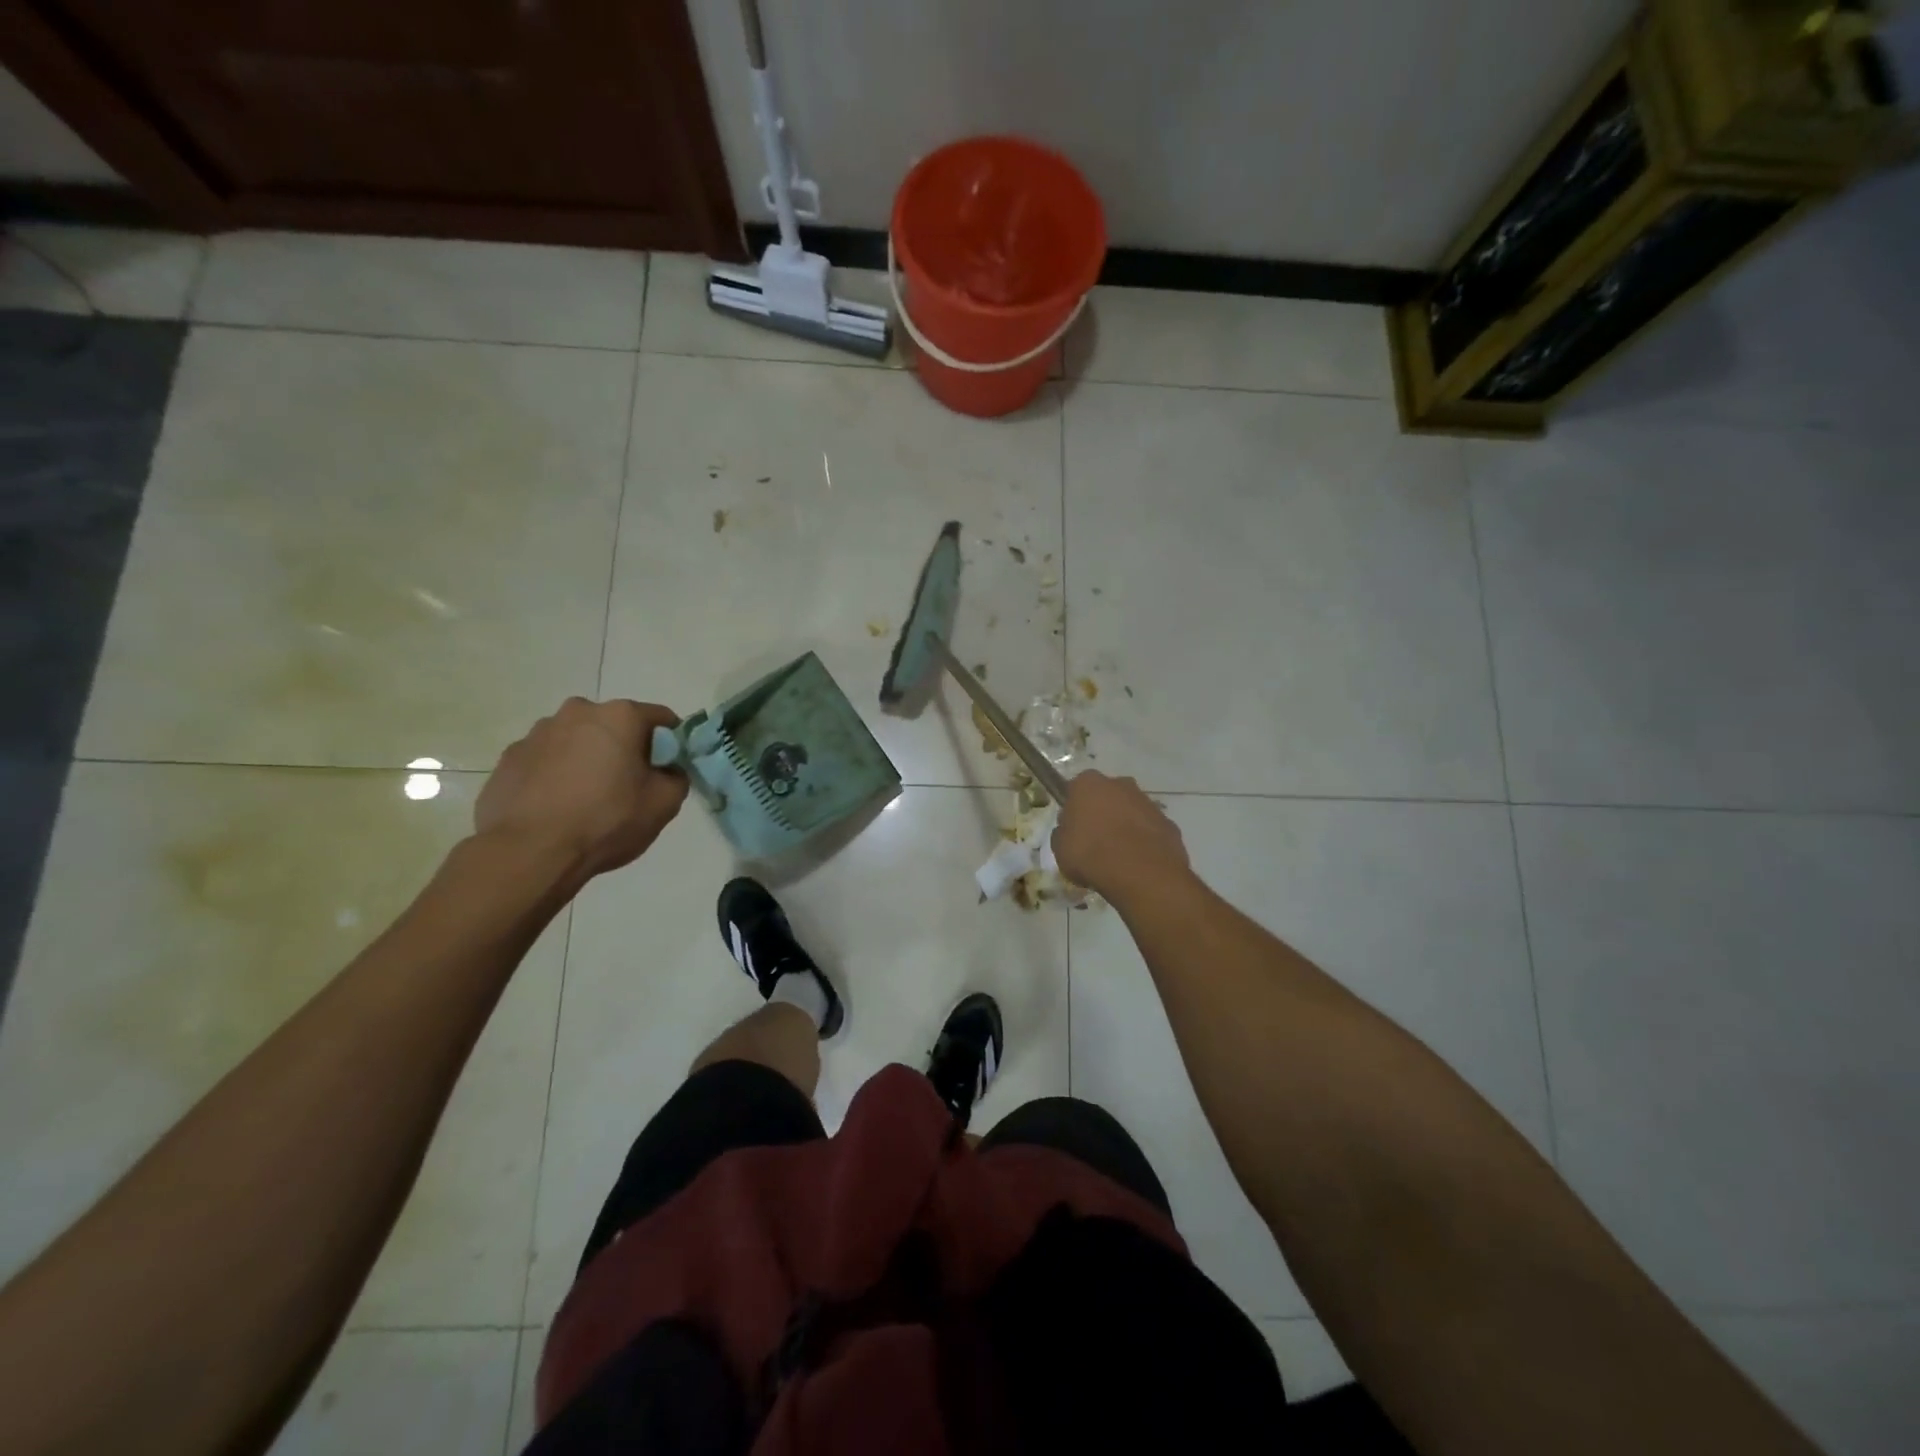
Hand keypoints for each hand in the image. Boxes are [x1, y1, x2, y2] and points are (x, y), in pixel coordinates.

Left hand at [475, 698, 687, 879]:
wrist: (530, 852)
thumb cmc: (607, 820)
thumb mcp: (664, 804)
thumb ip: (676, 777)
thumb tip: (667, 771)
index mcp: (620, 716)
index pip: (660, 717)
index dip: (670, 742)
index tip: (668, 767)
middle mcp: (578, 712)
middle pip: (614, 725)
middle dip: (624, 747)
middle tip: (627, 785)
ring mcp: (537, 733)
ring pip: (576, 740)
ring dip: (586, 758)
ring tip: (586, 799)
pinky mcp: (509, 758)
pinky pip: (544, 760)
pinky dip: (554, 774)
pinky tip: (556, 806)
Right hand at [1052, 771, 1190, 905]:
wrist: (1141, 874)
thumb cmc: (1091, 855)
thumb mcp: (1060, 848)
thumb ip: (1064, 833)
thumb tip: (1070, 831)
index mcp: (1088, 784)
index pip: (1076, 789)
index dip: (1074, 808)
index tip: (1072, 828)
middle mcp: (1120, 784)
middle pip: (1107, 795)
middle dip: (1102, 812)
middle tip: (1095, 841)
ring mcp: (1148, 802)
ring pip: (1131, 811)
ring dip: (1125, 826)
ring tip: (1118, 857)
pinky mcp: (1168, 822)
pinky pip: (1150, 829)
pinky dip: (1144, 841)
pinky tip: (1138, 863)